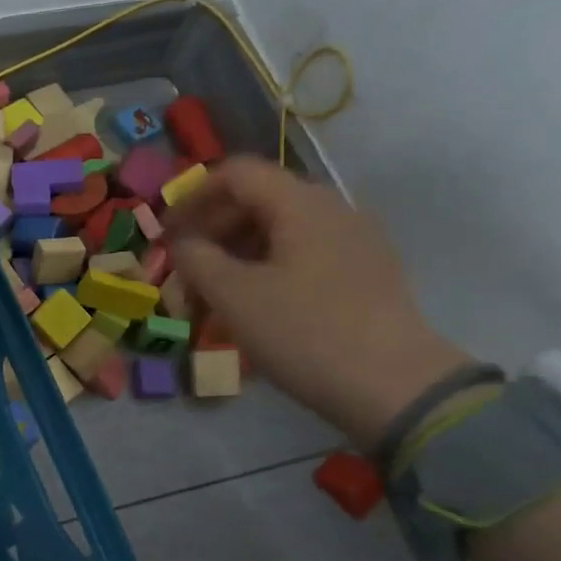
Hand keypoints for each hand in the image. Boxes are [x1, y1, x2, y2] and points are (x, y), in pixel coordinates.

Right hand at [165, 157, 471, 447]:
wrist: (394, 386)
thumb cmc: (303, 332)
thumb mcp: (233, 295)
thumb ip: (196, 258)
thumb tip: (182, 242)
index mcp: (301, 203)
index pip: (236, 174)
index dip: (192, 197)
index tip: (166, 234)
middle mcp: (332, 209)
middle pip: (256, 201)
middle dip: (211, 233)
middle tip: (183, 273)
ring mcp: (354, 242)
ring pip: (278, 232)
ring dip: (235, 256)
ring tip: (212, 297)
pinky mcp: (364, 274)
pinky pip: (302, 256)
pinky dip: (265, 271)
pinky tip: (253, 308)